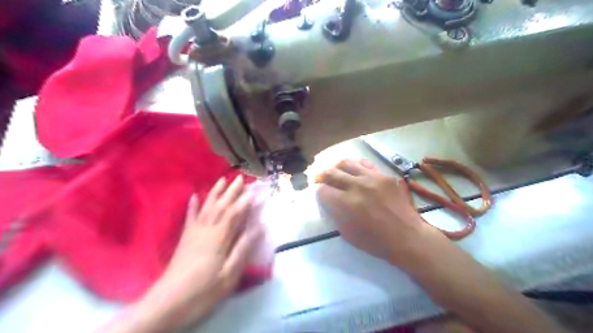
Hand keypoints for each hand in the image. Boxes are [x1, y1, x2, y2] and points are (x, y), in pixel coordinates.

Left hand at [133, 175, 266, 330]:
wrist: (168, 303)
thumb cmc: (204, 291)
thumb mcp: (229, 274)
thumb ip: (243, 248)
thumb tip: (259, 227)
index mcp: (219, 238)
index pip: (234, 214)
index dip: (244, 201)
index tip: (254, 189)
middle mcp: (206, 230)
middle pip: (221, 206)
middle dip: (232, 191)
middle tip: (240, 177)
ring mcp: (194, 233)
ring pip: (206, 207)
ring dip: (215, 193)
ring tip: (222, 180)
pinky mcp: (185, 238)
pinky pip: (189, 218)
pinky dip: (193, 206)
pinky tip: (194, 196)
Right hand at [315, 159, 444, 267]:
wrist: (406, 237)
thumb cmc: (375, 241)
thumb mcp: (347, 233)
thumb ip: (335, 213)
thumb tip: (329, 200)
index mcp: (345, 203)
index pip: (322, 190)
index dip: (318, 192)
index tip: (320, 193)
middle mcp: (356, 186)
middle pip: (332, 173)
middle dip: (322, 176)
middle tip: (320, 178)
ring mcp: (372, 178)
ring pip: (347, 163)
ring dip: (337, 167)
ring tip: (336, 171)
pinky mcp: (384, 176)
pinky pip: (366, 165)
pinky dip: (356, 167)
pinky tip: (355, 171)